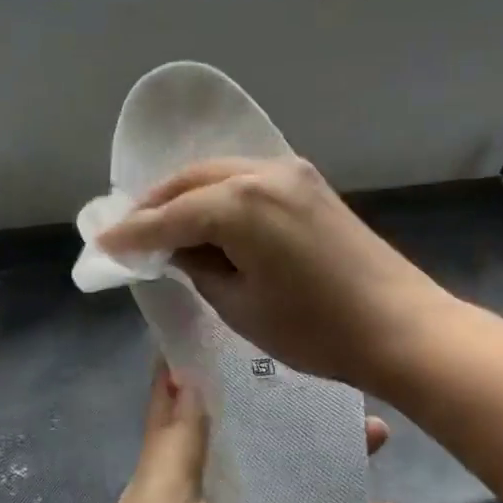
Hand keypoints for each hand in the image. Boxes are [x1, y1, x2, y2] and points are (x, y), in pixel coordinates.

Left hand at [94, 366, 402, 502]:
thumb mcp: (164, 501)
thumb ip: (178, 443)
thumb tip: (179, 370)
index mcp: (173, 473)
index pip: (189, 407)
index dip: (210, 369)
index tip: (248, 329)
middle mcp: (209, 497)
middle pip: (256, 442)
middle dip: (294, 414)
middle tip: (343, 389)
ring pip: (293, 484)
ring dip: (331, 462)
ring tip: (378, 438)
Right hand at [98, 157, 453, 392]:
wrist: (401, 328)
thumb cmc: (315, 329)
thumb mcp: (240, 305)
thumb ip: (199, 267)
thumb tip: (176, 249)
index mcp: (239, 204)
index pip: (169, 216)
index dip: (132, 233)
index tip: (102, 243)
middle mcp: (263, 173)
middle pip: (191, 181)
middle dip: (155, 205)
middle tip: (129, 232)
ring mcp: (292, 173)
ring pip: (220, 173)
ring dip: (187, 195)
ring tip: (163, 224)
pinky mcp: (311, 184)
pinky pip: (248, 179)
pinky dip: (220, 194)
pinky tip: (209, 217)